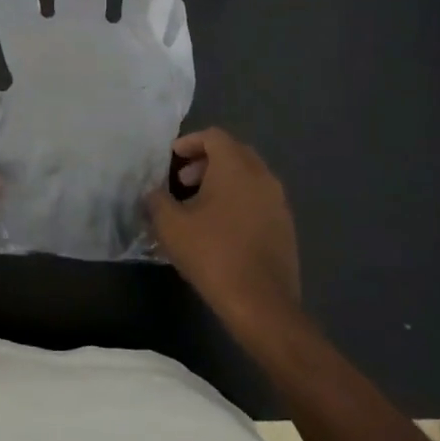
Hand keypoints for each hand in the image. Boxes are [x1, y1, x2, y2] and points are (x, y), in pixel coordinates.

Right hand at [146, 128, 300, 336]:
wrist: (262, 303)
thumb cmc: (213, 254)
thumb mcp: (170, 225)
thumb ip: (156, 200)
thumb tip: (154, 193)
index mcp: (236, 167)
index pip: (214, 136)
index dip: (190, 142)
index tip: (172, 159)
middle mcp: (262, 176)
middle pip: (234, 153)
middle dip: (206, 161)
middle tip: (183, 182)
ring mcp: (278, 202)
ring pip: (248, 176)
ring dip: (223, 182)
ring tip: (199, 207)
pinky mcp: (286, 226)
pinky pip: (259, 199)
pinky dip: (238, 200)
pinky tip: (221, 227)